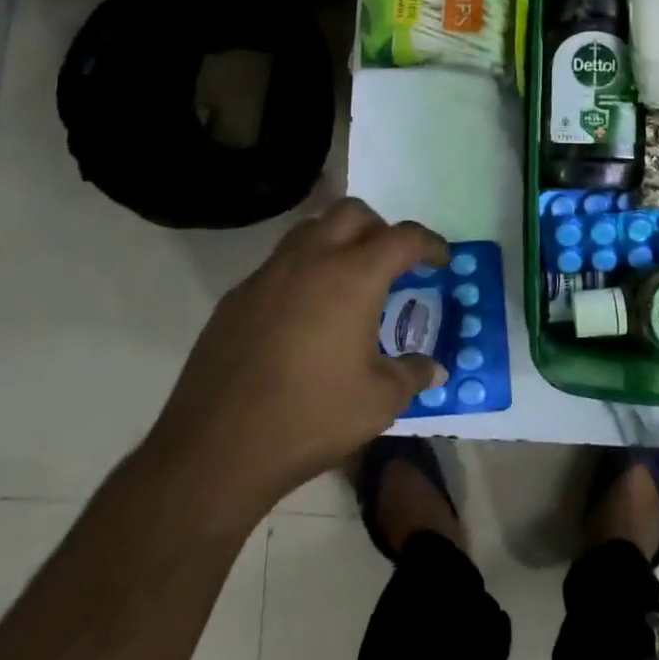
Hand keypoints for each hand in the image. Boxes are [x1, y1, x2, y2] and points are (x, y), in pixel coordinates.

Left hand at [154, 199, 447, 513]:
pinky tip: (304, 314)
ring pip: (310, 228)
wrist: (218, 447)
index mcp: (353, 277)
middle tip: (391, 262)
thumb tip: (435, 368)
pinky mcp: (238, 295)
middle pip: (352, 211)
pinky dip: (303, 270)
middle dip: (380, 227)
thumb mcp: (379, 402)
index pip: (402, 237)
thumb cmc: (311, 418)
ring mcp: (268, 273)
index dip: (429, 243)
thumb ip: (413, 375)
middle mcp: (311, 260)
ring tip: (348, 279)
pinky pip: (279, 263)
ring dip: (337, 239)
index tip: (440, 260)